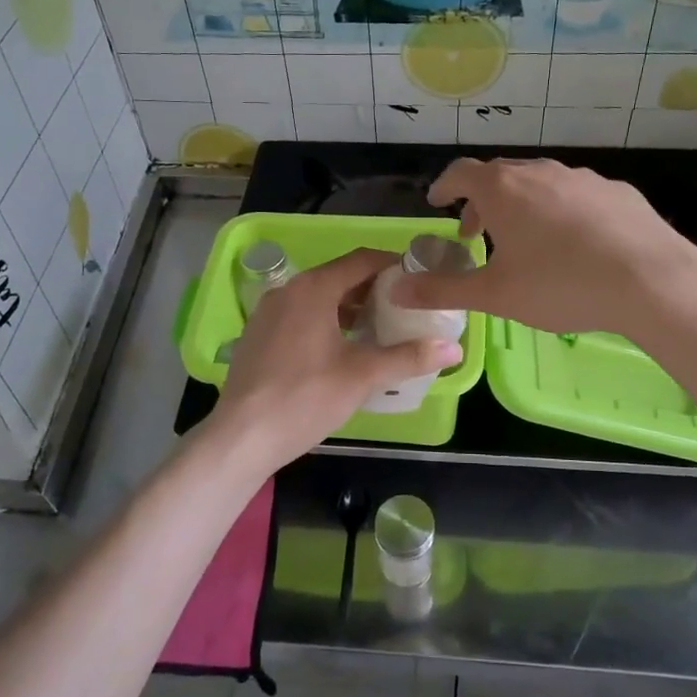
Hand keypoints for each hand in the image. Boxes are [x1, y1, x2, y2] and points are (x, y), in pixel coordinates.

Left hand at [209, 248, 463, 471]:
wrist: (241, 436)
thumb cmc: (305, 398)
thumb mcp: (363, 376)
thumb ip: (409, 357)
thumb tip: (455, 349)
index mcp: (313, 288)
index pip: (362, 260)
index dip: (393, 265)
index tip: (419, 279)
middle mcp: (288, 290)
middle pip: (339, 277)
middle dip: (374, 289)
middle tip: (406, 308)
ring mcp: (268, 312)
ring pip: (318, 298)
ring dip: (349, 307)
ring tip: (380, 329)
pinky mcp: (258, 335)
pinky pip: (300, 315)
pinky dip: (326, 321)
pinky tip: (342, 349)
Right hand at [389, 158, 696, 339]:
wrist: (652, 282)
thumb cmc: (561, 286)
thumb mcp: (494, 295)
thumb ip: (442, 290)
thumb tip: (397, 288)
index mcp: (503, 189)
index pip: (461, 173)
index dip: (444, 187)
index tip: (437, 203)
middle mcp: (540, 171)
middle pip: (499, 176)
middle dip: (481, 201)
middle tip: (476, 234)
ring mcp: (582, 177)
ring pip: (539, 183)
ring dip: (521, 205)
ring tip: (525, 241)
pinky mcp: (617, 191)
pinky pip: (575, 194)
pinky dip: (560, 210)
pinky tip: (574, 243)